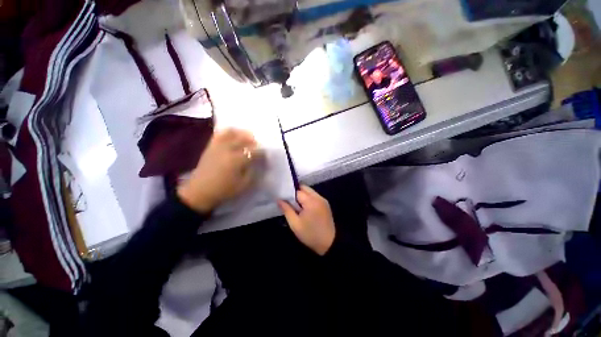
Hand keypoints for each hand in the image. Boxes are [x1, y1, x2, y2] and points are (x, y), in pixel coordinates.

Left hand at [177, 128, 262, 213]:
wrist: (200, 192)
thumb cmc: (224, 190)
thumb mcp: (243, 185)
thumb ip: (252, 172)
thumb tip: (256, 163)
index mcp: (237, 160)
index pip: (254, 151)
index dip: (261, 152)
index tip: (265, 155)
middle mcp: (228, 149)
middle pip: (244, 139)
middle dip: (253, 141)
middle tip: (257, 146)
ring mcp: (218, 146)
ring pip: (232, 133)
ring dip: (242, 133)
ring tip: (247, 137)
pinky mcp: (210, 147)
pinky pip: (220, 134)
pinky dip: (228, 132)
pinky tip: (233, 135)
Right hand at [278, 185, 334, 255]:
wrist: (329, 243)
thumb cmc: (310, 234)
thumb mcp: (295, 224)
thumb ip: (286, 210)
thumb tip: (279, 200)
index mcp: (311, 201)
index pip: (297, 191)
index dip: (289, 194)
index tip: (283, 198)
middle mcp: (318, 197)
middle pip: (304, 188)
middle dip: (296, 192)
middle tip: (289, 202)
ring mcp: (323, 200)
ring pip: (310, 191)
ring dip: (302, 195)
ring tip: (296, 206)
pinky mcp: (325, 204)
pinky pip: (314, 196)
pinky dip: (308, 198)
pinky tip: (304, 208)